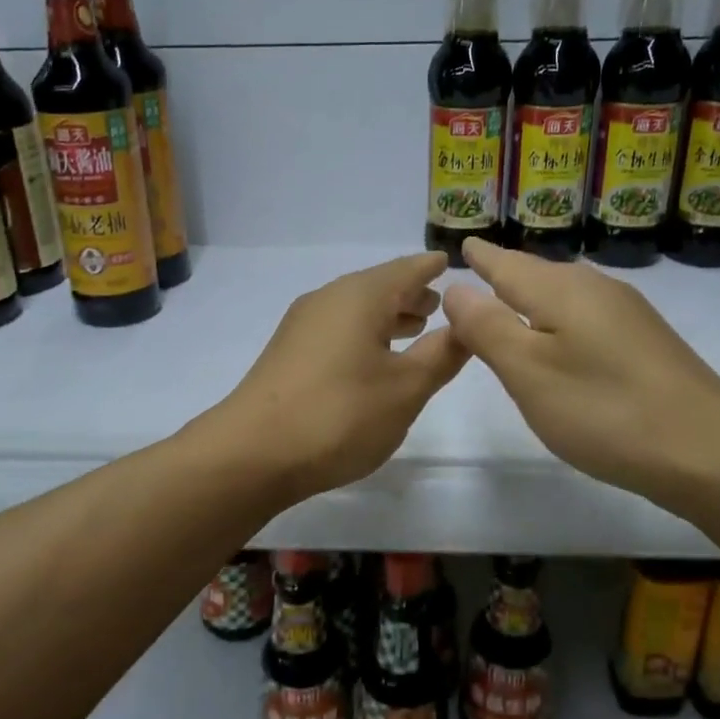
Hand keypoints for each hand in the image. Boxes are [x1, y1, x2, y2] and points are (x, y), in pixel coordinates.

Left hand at [209, 252, 468, 502]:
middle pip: (378, 287)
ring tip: (414, 330)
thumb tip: (466, 324)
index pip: (407, 269)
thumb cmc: (340, 415)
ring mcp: (302, 326)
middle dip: (410, 295)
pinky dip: (363, 334)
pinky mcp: (287, 354)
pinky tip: (372, 360)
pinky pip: (337, 330)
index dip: (431, 268)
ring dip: (386, 317)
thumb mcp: (406, 389)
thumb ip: (441, 355)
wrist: (252, 453)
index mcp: (360, 296)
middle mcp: (328, 299)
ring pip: (355, 310)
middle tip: (439, 306)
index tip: (450, 265)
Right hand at [441, 238, 719, 503]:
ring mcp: (628, 316)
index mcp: (561, 290)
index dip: (483, 257)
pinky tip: (562, 339)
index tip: (464, 243)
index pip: (508, 264)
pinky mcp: (646, 343)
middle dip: (506, 272)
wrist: (709, 451)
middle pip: (538, 274)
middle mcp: (596, 290)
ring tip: (510, 299)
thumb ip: (487, 328)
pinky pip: (587, 317)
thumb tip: (456, 288)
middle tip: (478, 269)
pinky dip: (560, 320)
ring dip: (534, 296)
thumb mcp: (528, 372)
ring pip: (566, 295)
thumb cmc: (603, 410)